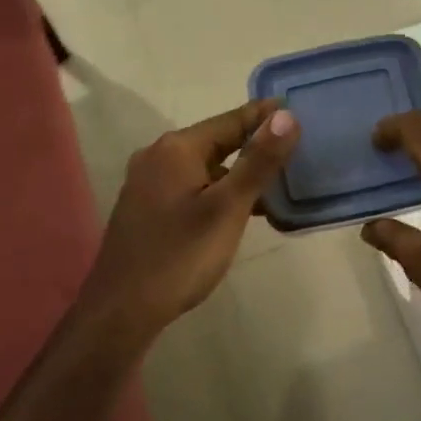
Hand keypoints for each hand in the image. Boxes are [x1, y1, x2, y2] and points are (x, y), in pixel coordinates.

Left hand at [78, 99, 299, 337]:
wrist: (122, 311)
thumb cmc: (180, 256)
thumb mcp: (228, 208)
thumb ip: (259, 161)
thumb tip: (287, 116)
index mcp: (177, 148)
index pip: (231, 119)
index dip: (266, 115)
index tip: (299, 109)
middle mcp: (158, 156)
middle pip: (218, 140)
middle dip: (255, 143)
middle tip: (297, 147)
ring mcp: (148, 182)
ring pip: (205, 166)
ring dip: (239, 171)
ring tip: (278, 181)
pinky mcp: (147, 207)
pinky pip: (192, 186)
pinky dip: (220, 190)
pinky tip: (242, 210)